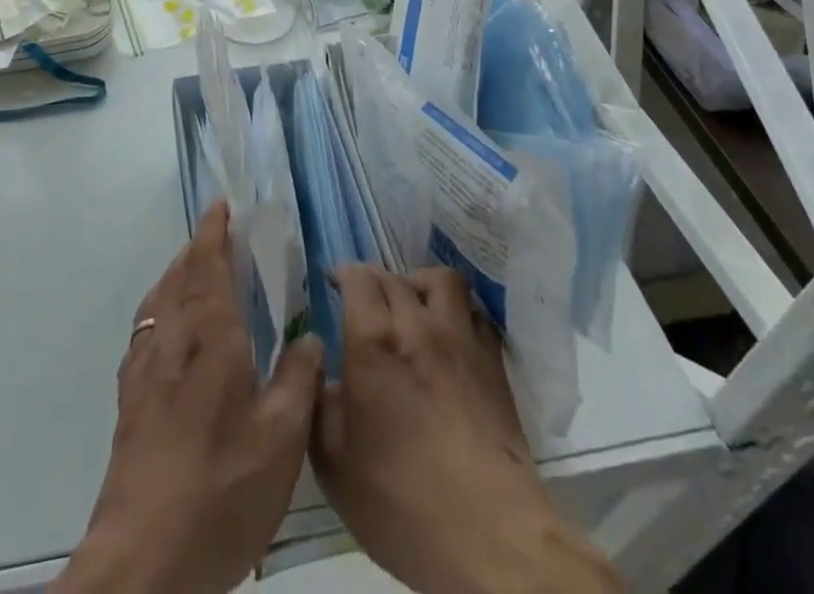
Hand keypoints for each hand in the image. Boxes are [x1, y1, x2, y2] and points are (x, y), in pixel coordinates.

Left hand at [54, 202, 322, 593]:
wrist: (144, 559)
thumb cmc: (221, 487)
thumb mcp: (281, 439)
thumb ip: (297, 379)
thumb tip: (308, 336)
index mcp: (209, 335)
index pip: (207, 264)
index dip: (214, 231)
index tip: (221, 205)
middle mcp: (171, 338)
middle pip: (179, 275)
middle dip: (197, 248)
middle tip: (218, 235)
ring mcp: (144, 368)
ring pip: (158, 300)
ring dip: (176, 274)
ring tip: (196, 273)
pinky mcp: (129, 400)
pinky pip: (145, 330)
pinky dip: (160, 309)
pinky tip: (172, 334)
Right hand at [313, 265, 619, 593]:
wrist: (490, 537)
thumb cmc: (401, 502)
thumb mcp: (334, 463)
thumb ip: (319, 404)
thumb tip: (319, 371)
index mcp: (374, 340)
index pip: (357, 278)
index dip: (342, 277)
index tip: (333, 288)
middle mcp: (418, 324)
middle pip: (393, 276)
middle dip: (374, 283)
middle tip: (365, 307)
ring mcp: (461, 339)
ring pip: (441, 280)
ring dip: (420, 285)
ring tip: (411, 309)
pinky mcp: (494, 362)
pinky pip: (473, 313)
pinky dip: (457, 313)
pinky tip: (449, 339)